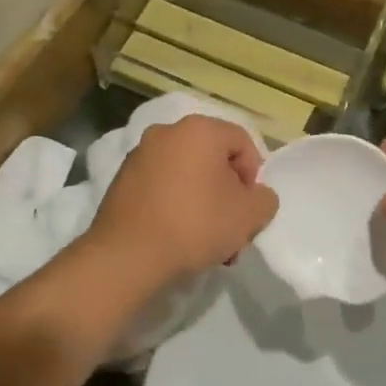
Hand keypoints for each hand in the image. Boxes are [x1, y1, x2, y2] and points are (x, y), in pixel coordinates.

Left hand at [85, 116, 278, 290]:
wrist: (128, 255)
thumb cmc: (196, 225)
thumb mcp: (250, 215)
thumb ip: (264, 199)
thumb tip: (255, 196)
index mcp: (199, 129)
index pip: (242, 142)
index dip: (253, 176)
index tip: (248, 208)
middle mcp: (167, 132)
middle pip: (212, 159)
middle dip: (227, 194)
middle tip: (230, 230)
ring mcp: (139, 155)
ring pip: (187, 175)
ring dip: (202, 203)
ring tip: (206, 243)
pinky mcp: (121, 180)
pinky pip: (161, 187)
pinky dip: (175, 206)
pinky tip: (178, 238)